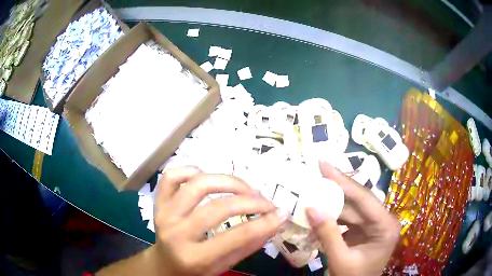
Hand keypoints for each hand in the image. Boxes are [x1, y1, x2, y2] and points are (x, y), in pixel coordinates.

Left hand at [150, 167, 288, 275]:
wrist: (165, 264)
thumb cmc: (196, 269)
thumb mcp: (224, 265)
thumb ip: (249, 245)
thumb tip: (276, 221)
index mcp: (194, 258)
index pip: (235, 237)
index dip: (264, 223)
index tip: (282, 212)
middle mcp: (176, 233)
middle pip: (217, 208)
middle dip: (250, 201)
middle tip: (266, 202)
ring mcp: (164, 214)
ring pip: (197, 185)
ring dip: (227, 181)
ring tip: (244, 188)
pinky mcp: (158, 202)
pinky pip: (172, 176)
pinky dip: (191, 171)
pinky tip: (206, 177)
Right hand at [306, 162, 400, 275]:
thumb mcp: (340, 260)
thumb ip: (328, 234)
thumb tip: (311, 207)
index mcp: (386, 226)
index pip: (364, 199)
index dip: (343, 181)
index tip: (323, 164)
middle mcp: (384, 221)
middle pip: (358, 201)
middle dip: (337, 188)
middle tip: (317, 171)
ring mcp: (375, 225)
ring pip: (352, 209)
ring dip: (333, 202)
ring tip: (315, 189)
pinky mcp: (365, 230)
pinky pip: (349, 219)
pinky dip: (334, 216)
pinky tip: (320, 209)